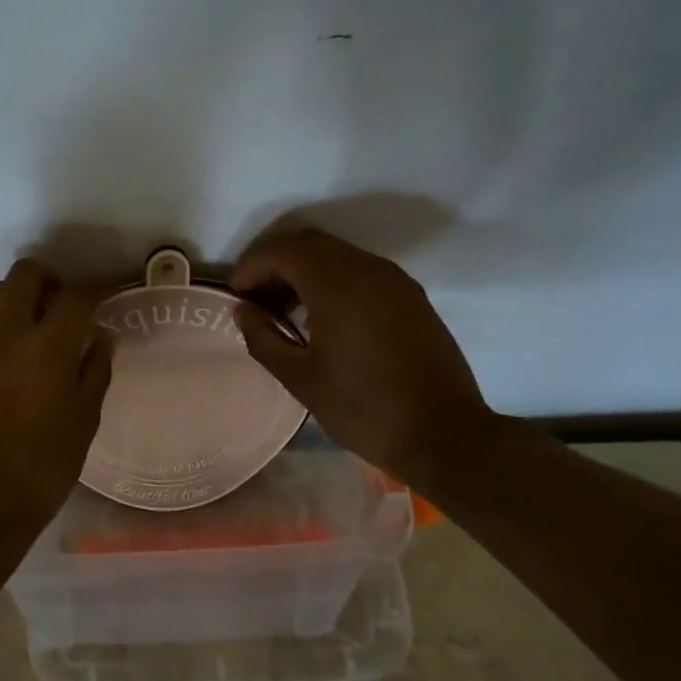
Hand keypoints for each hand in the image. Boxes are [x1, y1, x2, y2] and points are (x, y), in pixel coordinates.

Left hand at [0, 260, 113, 565]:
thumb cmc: (40, 470)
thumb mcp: (84, 422)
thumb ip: (95, 371)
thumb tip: (100, 337)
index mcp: (44, 349)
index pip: (75, 296)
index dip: (98, 288)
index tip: (109, 292)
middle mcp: (3, 335)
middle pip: (24, 275)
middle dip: (51, 280)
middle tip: (66, 306)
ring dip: (19, 298)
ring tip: (36, 328)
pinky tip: (10, 360)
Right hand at [231, 228, 500, 497]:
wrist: (445, 436)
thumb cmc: (364, 409)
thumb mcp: (300, 379)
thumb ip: (263, 338)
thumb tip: (242, 311)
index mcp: (337, 285)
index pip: (283, 251)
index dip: (251, 266)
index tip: (235, 294)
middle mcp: (367, 269)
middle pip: (309, 244)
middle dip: (275, 263)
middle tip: (254, 298)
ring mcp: (394, 280)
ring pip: (336, 254)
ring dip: (303, 270)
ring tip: (284, 310)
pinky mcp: (410, 296)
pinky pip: (360, 270)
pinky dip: (331, 279)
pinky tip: (321, 317)